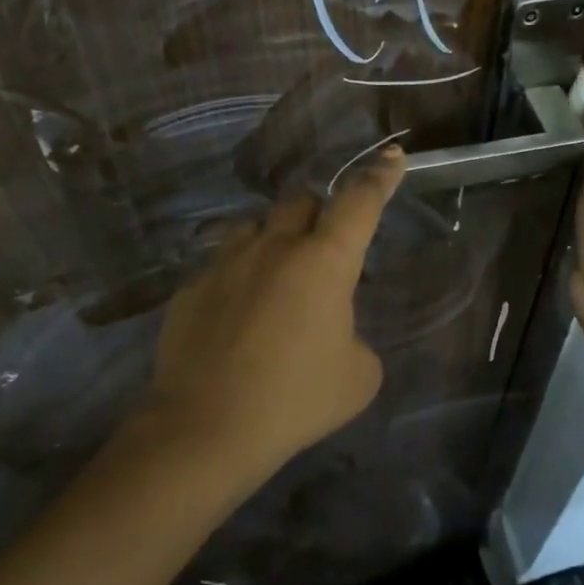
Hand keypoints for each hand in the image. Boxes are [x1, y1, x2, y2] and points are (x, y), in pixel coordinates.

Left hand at [142, 146, 405, 477]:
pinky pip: (221, 264)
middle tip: (323, 250)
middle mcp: (274, 247)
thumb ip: (357, 339)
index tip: (392, 156)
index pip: (359, 202)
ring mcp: (225, 263)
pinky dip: (238, 278)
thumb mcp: (358, 376)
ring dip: (274, 239)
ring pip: (255, 225)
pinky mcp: (191, 288)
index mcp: (324, 262)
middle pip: (300, 200)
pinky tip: (236, 317)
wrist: (206, 428)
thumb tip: (336, 332)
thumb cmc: (296, 400)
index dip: (380, 177)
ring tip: (276, 279)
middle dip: (318, 212)